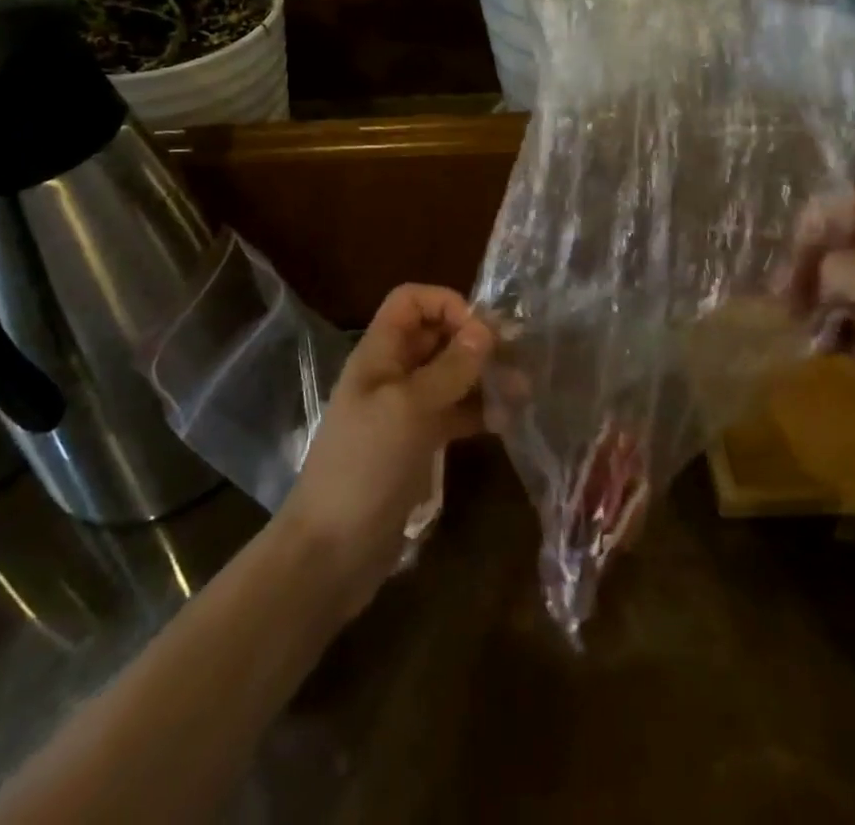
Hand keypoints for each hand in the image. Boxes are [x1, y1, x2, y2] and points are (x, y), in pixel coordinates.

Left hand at [279, 284, 494, 615]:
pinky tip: (506, 422)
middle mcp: (392, 373)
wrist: (331, 552)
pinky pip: (452, 413)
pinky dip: (478, 412)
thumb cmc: (366, 466)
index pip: (411, 301)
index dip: (446, 303)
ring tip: (522, 391)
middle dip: (474, 340)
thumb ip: (449, 368)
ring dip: (483, 377)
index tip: (481, 330)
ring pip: (449, 375)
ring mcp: (404, 410)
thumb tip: (485, 328)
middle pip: (435, 336)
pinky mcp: (417, 444)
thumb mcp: (409, 408)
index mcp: (379, 353)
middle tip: (517, 358)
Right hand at [787, 189, 854, 511]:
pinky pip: (847, 325)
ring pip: (842, 285)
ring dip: (812, 295)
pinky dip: (825, 329)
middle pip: (848, 245)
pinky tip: (811, 344)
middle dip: (811, 261)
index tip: (789, 249)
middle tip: (780, 291)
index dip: (823, 218)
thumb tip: (816, 272)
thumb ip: (845, 265)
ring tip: (789, 317)